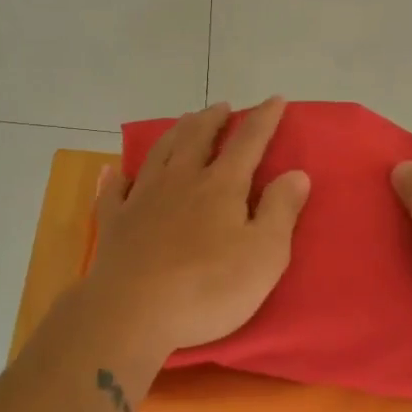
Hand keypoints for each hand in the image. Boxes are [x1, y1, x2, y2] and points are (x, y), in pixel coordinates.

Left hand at [83, 97, 310, 359]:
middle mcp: (180, 180)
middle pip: (197, 138)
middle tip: (222, 107)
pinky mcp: (114, 222)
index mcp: (221, 186)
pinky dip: (117, 177)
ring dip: (175, 133)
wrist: (132, 312)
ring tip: (184, 122)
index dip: (264, 120)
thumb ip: (281, 211)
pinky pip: (114, 191)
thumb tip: (296, 173)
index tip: (275, 100)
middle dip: (213, 119)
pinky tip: (115, 171)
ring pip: (159, 153)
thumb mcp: (264, 255)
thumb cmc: (208, 288)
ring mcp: (142, 198)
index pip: (248, 142)